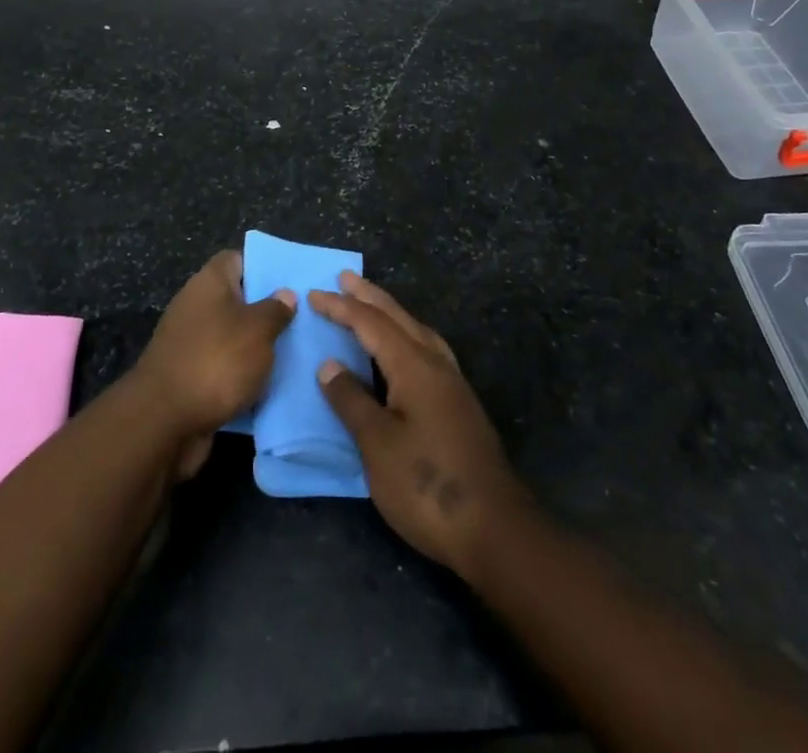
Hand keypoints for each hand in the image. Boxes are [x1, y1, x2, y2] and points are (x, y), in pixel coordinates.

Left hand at [133, 250, 295, 477]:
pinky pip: (223, 368)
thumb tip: (284, 294)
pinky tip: (269, 386)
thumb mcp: (257, 330)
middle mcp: (196, 307)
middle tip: (301, 321)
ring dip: (256, 348)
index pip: (236, 259)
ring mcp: (190, 343)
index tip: (290, 282)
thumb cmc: (216, 361)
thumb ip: (275, 310)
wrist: (163, 423)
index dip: (262, 266)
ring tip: (293, 354)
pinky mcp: (189, 377)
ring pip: (232, 337)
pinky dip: (241, 376)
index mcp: (209, 283)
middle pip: (236, 300)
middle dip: (266, 311)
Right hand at [310, 274, 528, 578]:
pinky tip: (403, 351)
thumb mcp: (378, 445)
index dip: (341, 308)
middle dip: (370, 297)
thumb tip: (330, 366)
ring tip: (372, 305)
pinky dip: (406, 336)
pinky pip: (427, 350)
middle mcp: (436, 365)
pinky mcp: (460, 405)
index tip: (313, 295)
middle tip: (345, 278)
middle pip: (399, 318)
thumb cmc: (427, 485)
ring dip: (391, 313)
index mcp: (414, 366)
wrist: (495, 529)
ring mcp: (453, 385)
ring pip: (417, 331)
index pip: (371, 324)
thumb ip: (352, 401)